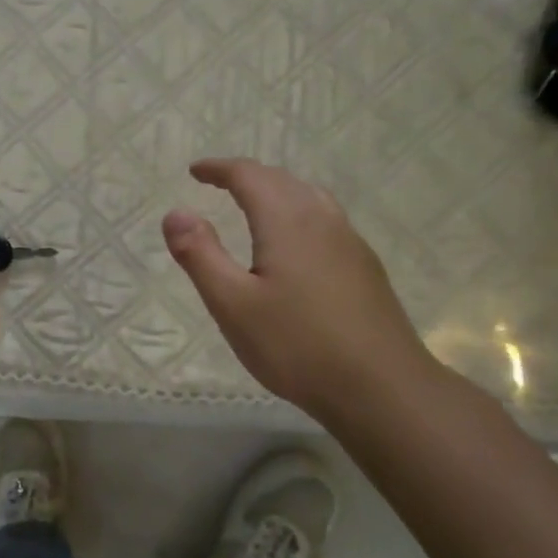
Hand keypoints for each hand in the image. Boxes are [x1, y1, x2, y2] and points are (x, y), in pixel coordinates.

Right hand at [163, 159, 436, 418]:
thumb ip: (200, 255)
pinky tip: (295, 244)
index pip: (250, 176)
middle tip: (218, 184)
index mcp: (287, 222)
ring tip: (254, 205)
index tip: (195, 171)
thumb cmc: (296, 346)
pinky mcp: (366, 268)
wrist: (382, 388)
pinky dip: (298, 213)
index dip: (219, 169)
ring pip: (309, 198)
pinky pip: (326, 220)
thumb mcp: (232, 304)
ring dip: (277, 191)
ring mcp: (350, 244)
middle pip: (282, 181)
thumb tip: (175, 212)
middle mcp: (322, 220)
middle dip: (247, 176)